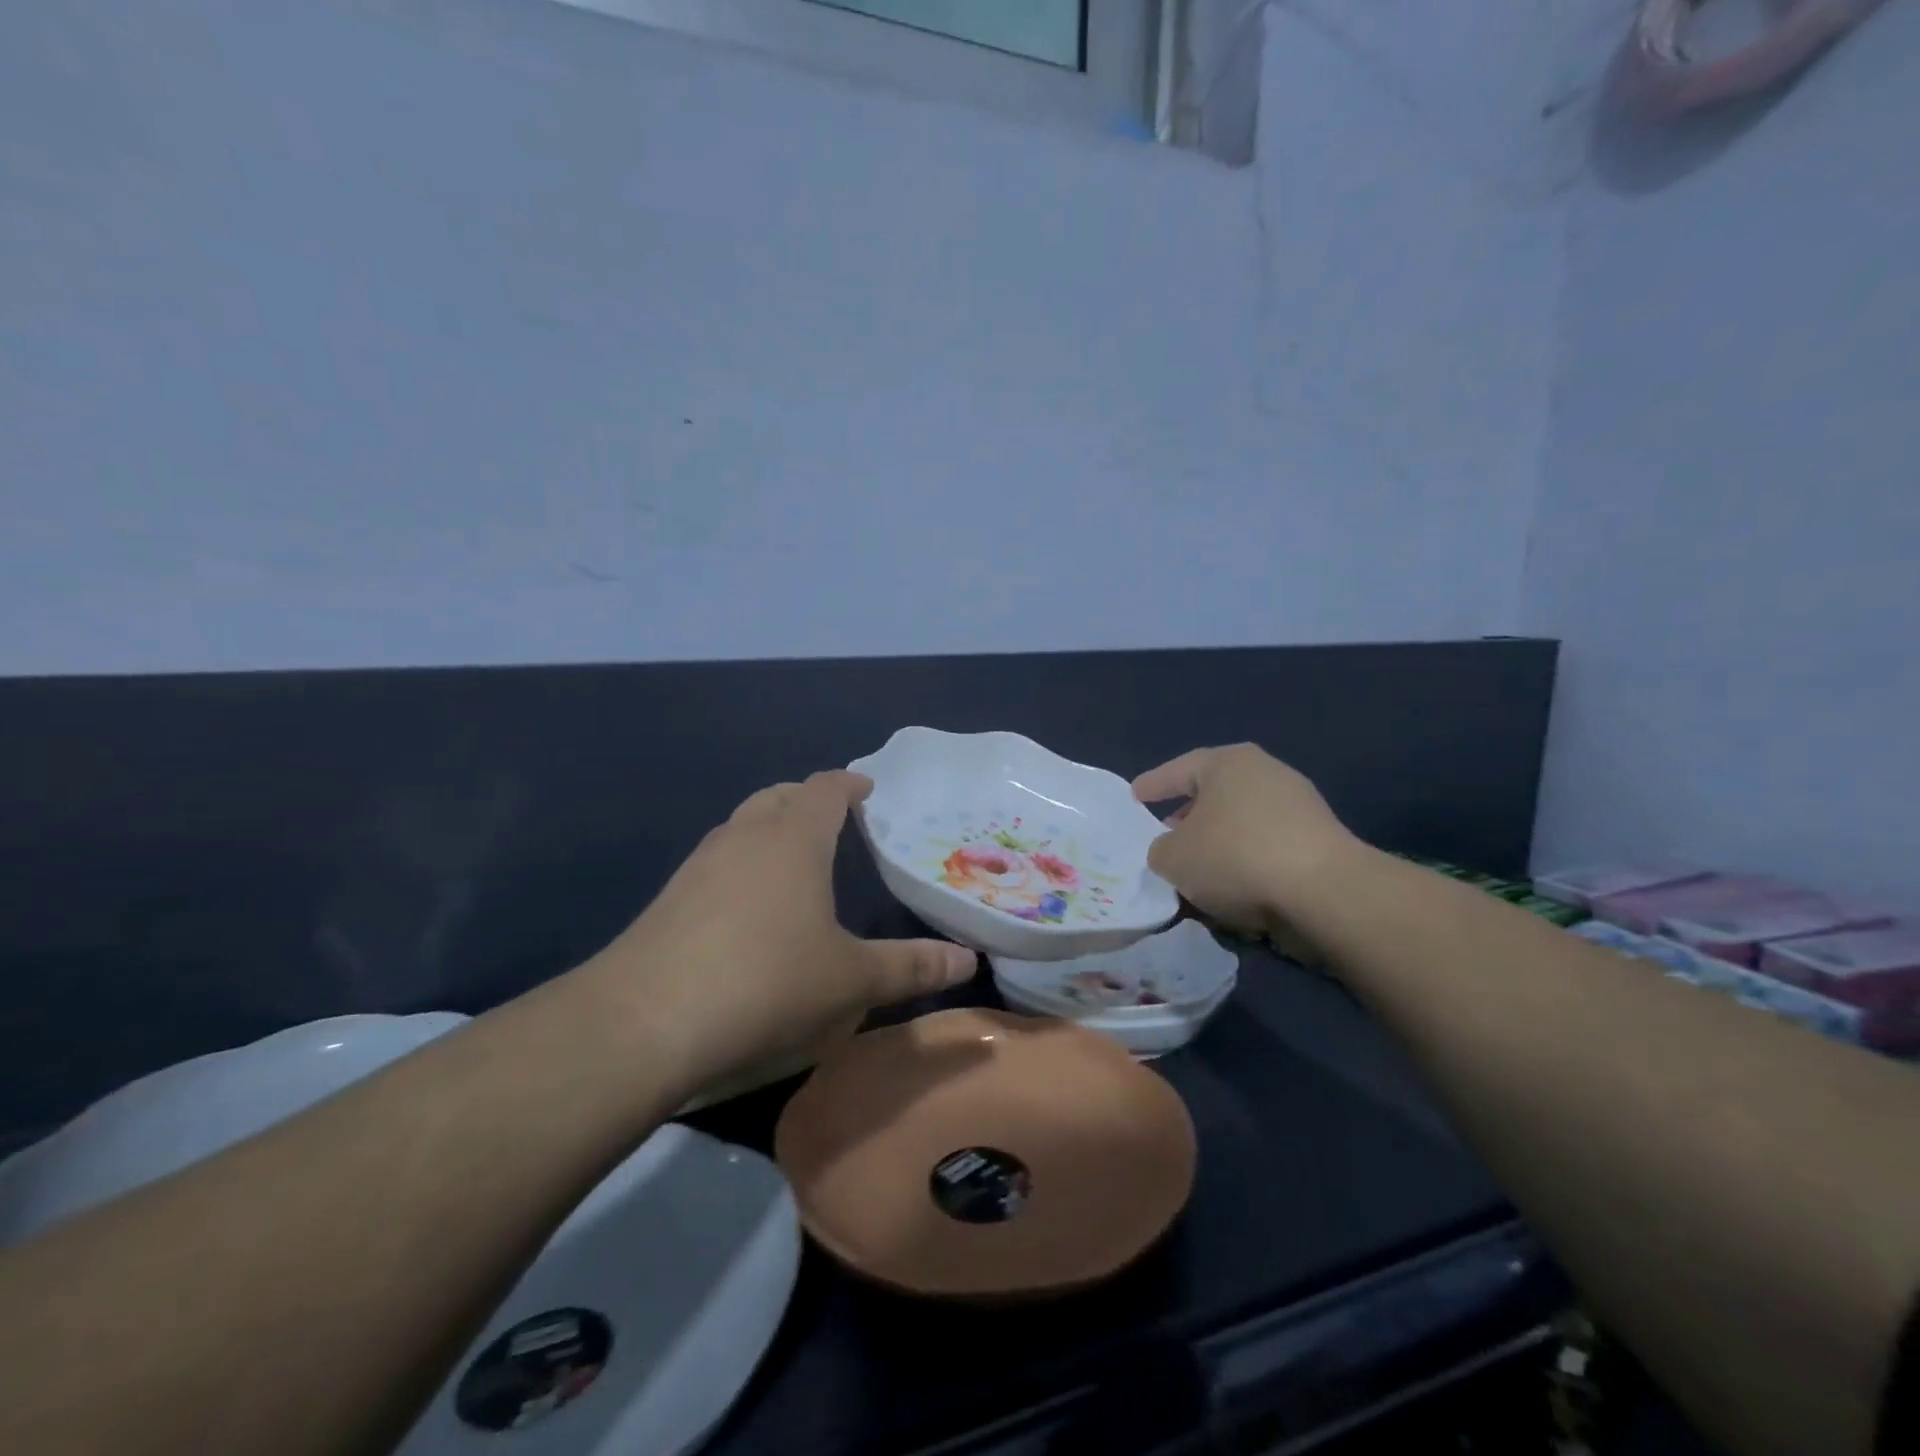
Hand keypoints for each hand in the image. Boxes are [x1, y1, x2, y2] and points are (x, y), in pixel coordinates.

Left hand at [587, 770, 976, 1099]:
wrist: (644, 1022)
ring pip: (742, 826)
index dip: (848, 784)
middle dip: (807, 799)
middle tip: (834, 817)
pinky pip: (718, 861)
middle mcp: (744, 837)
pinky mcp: (669, 899)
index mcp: (793, 839)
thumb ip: (911, 966)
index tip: (867, 788)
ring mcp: (699, 865)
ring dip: (770, 828)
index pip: (825, 790)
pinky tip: (748, 906)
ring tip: (794, 858)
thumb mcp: (851, 980)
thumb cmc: (767, 983)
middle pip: (778, 797)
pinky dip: (742, 864)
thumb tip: (968, 961)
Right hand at [1132, 744, 1356, 934]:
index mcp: (1228, 763)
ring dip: (1220, 842)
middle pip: (1215, 793)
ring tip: (1199, 868)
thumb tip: (1172, 852)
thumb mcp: (1173, 858)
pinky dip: (1247, 861)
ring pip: (1243, 821)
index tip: (1135, 796)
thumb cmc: (1235, 857)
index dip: (1154, 785)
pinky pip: (1268, 846)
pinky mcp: (1321, 840)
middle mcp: (1266, 773)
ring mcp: (1300, 805)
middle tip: (1166, 832)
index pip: (1180, 769)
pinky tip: (1234, 887)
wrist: (1324, 892)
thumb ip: (1161, 850)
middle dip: (1189, 814)